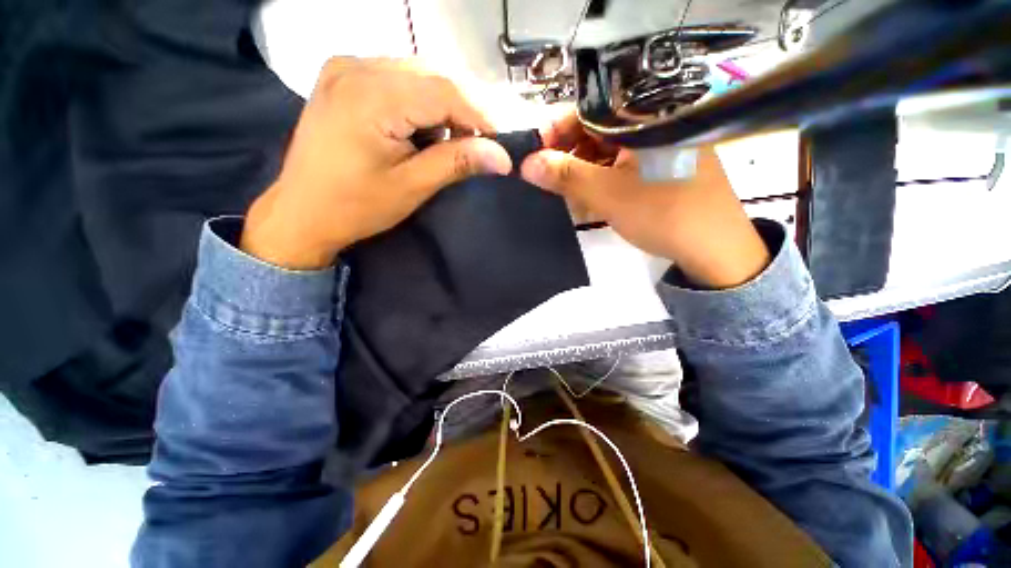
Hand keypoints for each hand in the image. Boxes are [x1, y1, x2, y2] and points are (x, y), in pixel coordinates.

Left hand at [241, 58, 511, 268]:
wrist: (302, 212)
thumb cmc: (356, 206)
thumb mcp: (412, 187)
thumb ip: (457, 163)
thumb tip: (502, 157)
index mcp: (370, 96)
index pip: (443, 90)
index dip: (479, 114)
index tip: (499, 141)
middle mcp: (355, 67)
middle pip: (430, 76)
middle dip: (461, 109)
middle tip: (475, 144)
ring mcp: (344, 67)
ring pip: (415, 74)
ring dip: (441, 105)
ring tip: (447, 140)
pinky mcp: (341, 77)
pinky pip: (394, 77)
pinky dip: (417, 100)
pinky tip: (418, 127)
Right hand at [521, 112, 769, 288]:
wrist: (715, 249)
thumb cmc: (664, 214)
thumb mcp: (608, 194)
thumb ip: (566, 176)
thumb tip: (526, 163)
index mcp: (646, 116)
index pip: (589, 109)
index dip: (556, 129)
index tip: (533, 152)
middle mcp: (653, 123)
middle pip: (595, 129)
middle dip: (566, 153)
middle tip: (544, 176)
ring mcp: (657, 146)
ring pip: (605, 149)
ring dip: (580, 169)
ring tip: (562, 191)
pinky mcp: (657, 167)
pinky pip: (619, 165)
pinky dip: (599, 178)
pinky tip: (586, 196)